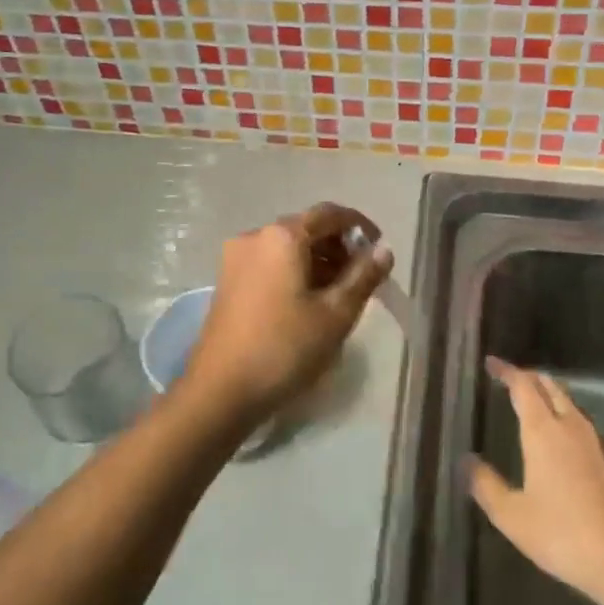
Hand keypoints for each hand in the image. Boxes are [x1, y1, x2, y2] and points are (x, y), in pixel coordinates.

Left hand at [179, 203, 392, 428]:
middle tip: (363, 278)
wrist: (220, 390)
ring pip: (288, 248)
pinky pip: (270, 263)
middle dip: (338, 247)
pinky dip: (295, 272)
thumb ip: (363, 276)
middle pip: (306, 228)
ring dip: (318, 261)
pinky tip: (309, 302)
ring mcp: (236, 258)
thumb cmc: (284, 347)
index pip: (329, 214)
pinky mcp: (228, 281)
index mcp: (282, 236)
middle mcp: (255, 236)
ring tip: (340, 294)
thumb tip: (383, 250)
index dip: (359, 226)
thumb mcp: (335, 314)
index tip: (379, 250)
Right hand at [468, 358, 603, 604]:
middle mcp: (571, 426)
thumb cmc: (561, 534)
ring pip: (568, 402)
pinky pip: (580, 421)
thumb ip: (486, 485)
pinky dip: (563, 413)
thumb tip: (467, 461)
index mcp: (543, 431)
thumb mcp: (511, 515)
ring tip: (530, 401)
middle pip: (550, 386)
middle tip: (509, 379)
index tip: (491, 363)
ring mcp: (595, 442)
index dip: (507, 371)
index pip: (524, 386)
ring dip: (548, 394)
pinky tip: (557, 434)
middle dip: (529, 377)